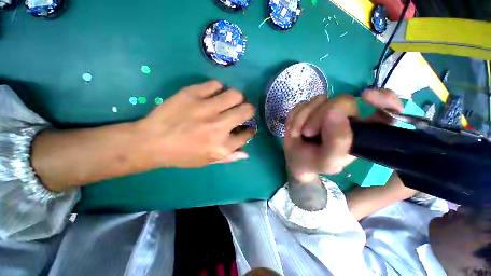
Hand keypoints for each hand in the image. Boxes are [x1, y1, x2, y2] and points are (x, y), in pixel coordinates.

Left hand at [135, 80, 255, 167]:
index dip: (250, 130)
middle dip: (249, 111)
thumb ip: (229, 157)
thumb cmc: (182, 155)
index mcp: (222, 146)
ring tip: (228, 102)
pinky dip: (218, 89)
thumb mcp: (207, 161)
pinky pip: (216, 84)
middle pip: (247, 110)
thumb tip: (246, 154)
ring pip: (235, 94)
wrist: (151, 142)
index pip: (247, 134)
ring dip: (236, 99)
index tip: (247, 127)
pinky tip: (212, 95)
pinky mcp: (192, 94)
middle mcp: (218, 126)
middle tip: (241, 112)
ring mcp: (206, 108)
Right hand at [284, 89, 402, 182]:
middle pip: (343, 101)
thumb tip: (334, 113)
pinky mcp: (310, 107)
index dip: (384, 99)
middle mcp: (347, 116)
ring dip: (303, 118)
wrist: (295, 159)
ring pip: (318, 100)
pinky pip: (302, 104)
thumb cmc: (314, 163)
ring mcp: (326, 109)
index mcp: (361, 132)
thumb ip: (337, 143)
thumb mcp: (328, 161)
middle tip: (308, 132)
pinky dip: (295, 117)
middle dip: (320, 116)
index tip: (366, 97)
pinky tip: (295, 128)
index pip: (387, 110)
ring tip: (299, 134)